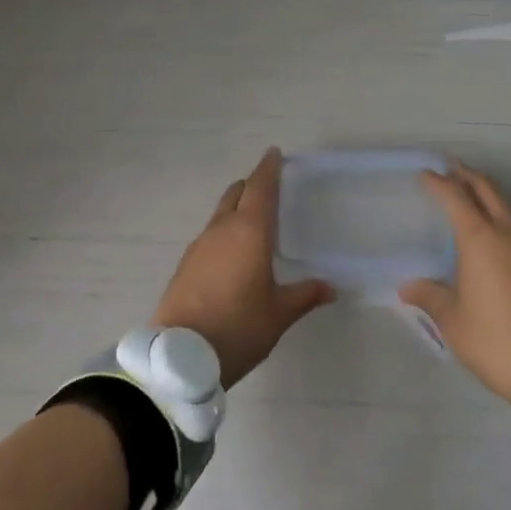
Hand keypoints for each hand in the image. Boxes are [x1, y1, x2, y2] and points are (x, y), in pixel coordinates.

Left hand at [153, 149, 333, 387]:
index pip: (261, 187)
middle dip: (251, 185)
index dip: (269, 168)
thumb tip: (330, 287)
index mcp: (250, 231)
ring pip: (220, 214)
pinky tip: (230, 254)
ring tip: (251, 221)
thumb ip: (304, 295)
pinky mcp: (185, 265)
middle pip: (236, 194)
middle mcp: (222, 229)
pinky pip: (209, 236)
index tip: (274, 153)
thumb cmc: (238, 326)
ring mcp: (199, 245)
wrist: (180, 356)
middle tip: (266, 186)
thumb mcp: (279, 314)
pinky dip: (223, 233)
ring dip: (235, 208)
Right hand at [400, 166, 510, 426]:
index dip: (438, 182)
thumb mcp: (453, 322)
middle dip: (467, 175)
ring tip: (465, 199)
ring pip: (504, 208)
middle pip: (487, 190)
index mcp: (480, 240)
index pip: (456, 197)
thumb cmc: (496, 341)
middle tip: (448, 169)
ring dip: (484, 196)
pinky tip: (486, 239)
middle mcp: (506, 235)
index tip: (424, 173)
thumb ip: (430, 297)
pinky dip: (496, 219)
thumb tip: (408, 286)